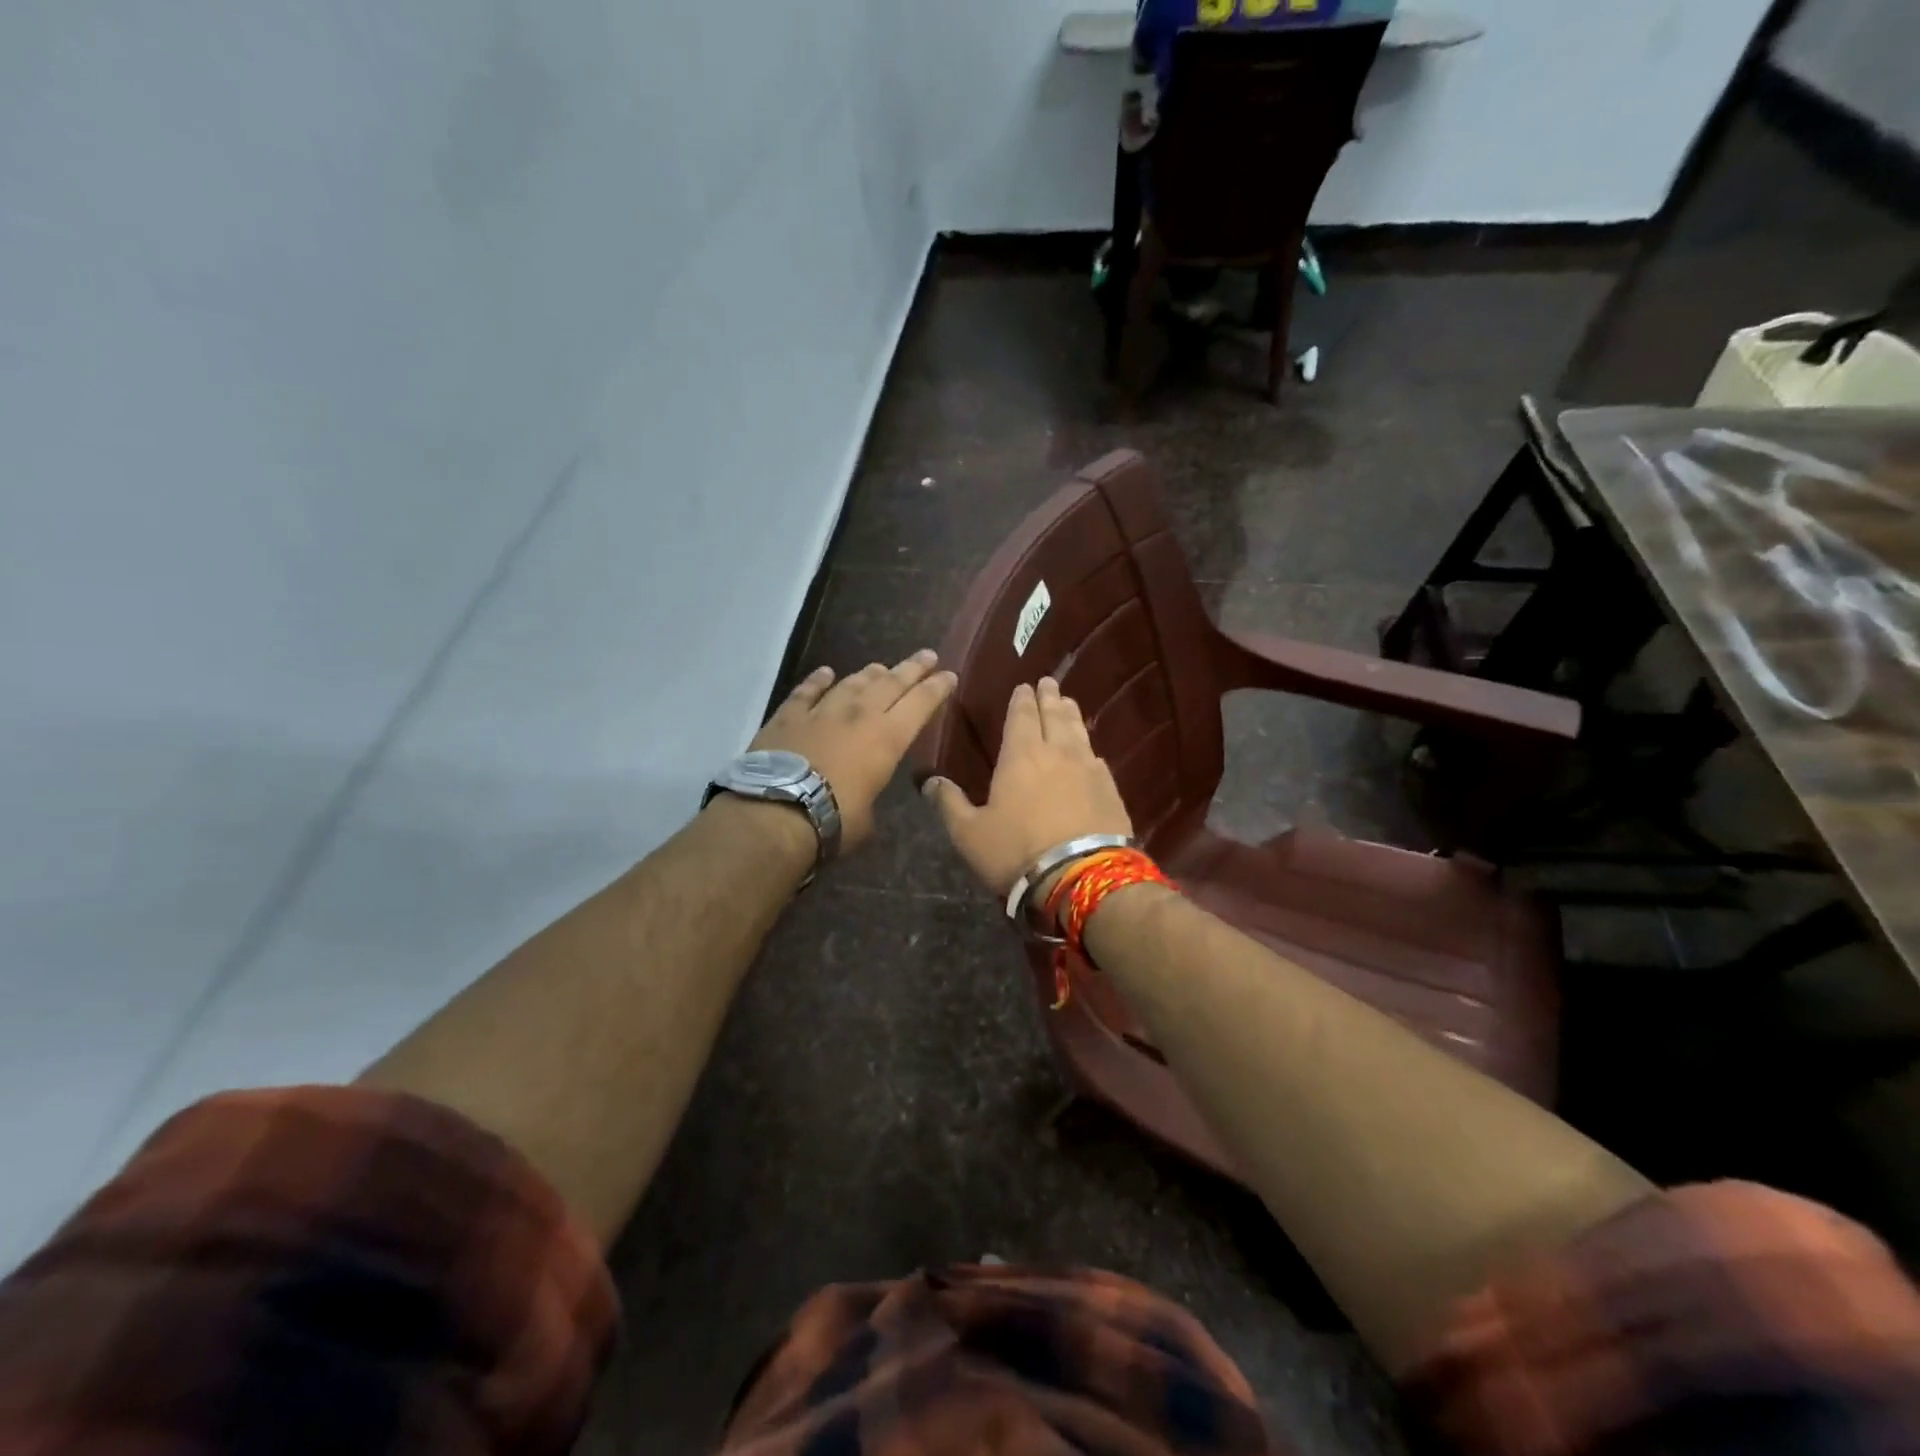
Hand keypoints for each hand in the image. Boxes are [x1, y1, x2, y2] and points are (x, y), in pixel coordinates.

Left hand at [748, 650, 956, 851]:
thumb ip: (870, 795)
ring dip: (870, 674)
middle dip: (913, 668)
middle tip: (927, 655)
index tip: (949, 675)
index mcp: (888, 738)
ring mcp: (822, 711)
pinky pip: (807, 691)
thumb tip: (864, 796)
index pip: (921, 704)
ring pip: (852, 683)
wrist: (778, 811)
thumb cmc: (835, 820)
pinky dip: (818, 680)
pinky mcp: (788, 715)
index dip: (937, 688)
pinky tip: (825, 673)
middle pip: (892, 683)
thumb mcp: (868, 817)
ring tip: (881, 667)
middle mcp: (860, 715)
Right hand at [923, 677, 1132, 894]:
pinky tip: (1092, 753)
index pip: (1022, 716)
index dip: (1022, 700)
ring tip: (1068, 703)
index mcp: (1021, 755)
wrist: (1081, 877)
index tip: (1024, 686)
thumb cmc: (1016, 851)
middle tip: (1048, 683)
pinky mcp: (1111, 790)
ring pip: (1079, 732)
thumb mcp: (969, 833)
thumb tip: (930, 781)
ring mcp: (1088, 769)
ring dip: (1072, 715)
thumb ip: (949, 804)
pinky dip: (1090, 750)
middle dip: (1049, 698)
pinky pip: (1098, 760)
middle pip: (1054, 716)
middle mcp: (1057, 753)